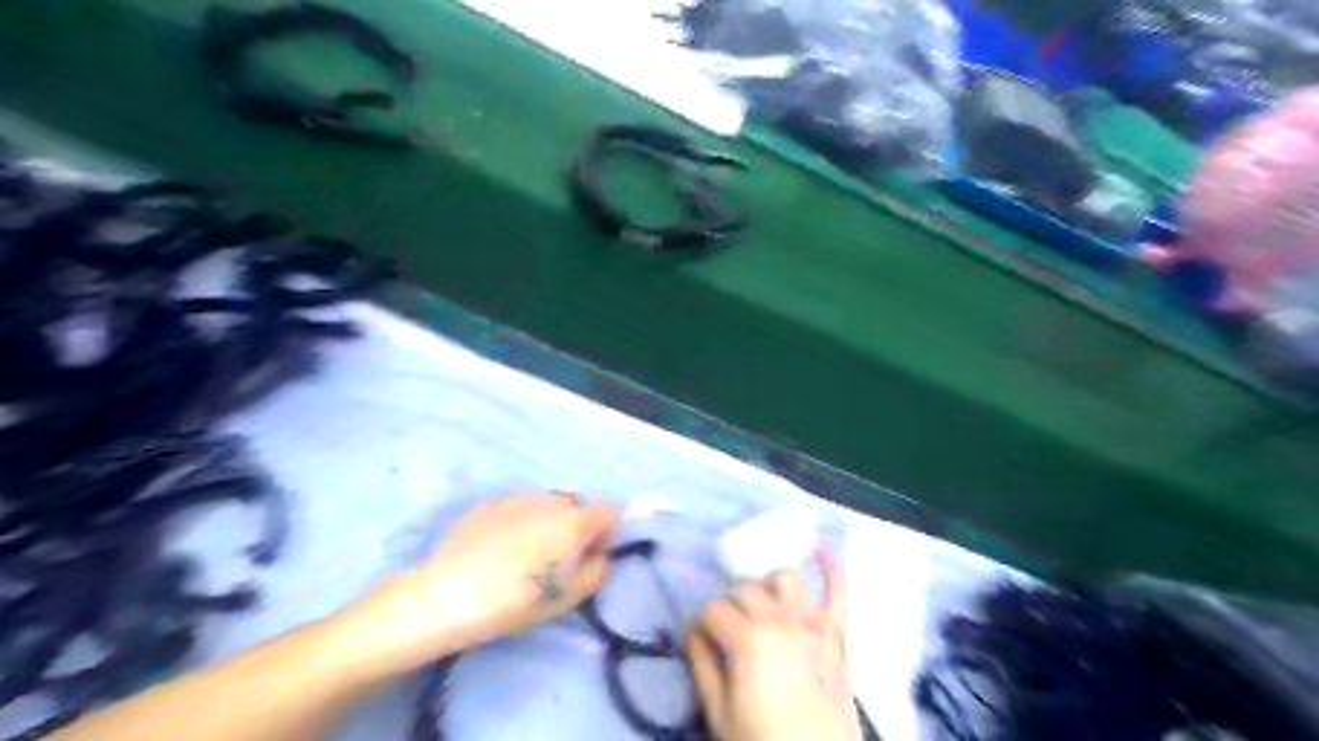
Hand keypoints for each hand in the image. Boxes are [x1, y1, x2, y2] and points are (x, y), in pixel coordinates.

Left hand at [338, 491, 617, 676]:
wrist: (444, 596)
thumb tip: (597, 557)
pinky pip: (517, 508)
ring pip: (546, 505)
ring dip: (546, 524)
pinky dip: (518, 523)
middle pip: (577, 505)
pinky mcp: (487, 503)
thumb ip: (596, 572)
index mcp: (573, 520)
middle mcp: (549, 499)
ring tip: (524, 556)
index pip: (609, 512)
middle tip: (557, 561)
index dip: (605, 536)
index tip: (588, 560)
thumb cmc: (513, 601)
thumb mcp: (567, 598)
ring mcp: (516, 497)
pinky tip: (497, 551)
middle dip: (576, 527)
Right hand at [686, 552, 861, 740]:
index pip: (713, 608)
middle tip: (727, 630)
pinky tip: (821, 552)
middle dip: (729, 603)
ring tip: (761, 605)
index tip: (703, 642)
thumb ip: (703, 666)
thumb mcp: (720, 715)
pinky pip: (838, 593)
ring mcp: (814, 625)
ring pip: (785, 578)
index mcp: (750, 642)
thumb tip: (691, 632)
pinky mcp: (837, 636)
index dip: (703, 624)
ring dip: (767, 586)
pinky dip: (831, 571)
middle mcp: (782, 622)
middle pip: (745, 588)